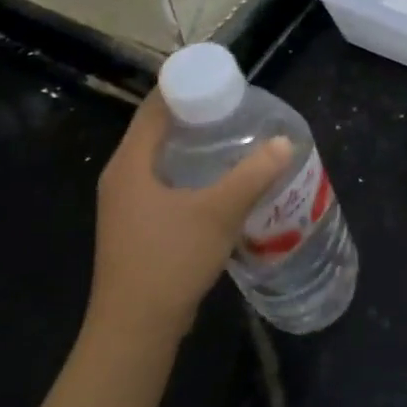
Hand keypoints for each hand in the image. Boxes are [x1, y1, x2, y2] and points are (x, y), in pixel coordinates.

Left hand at [91, 93, 290, 339]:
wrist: (135, 329)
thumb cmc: (169, 260)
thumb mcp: (218, 213)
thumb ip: (253, 175)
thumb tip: (284, 142)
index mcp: (130, 164)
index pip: (154, 107)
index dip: (184, 85)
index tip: (222, 76)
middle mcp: (122, 177)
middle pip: (158, 130)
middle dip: (197, 113)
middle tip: (238, 106)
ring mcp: (127, 204)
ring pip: (163, 159)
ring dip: (195, 144)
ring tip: (237, 136)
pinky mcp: (138, 226)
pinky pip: (165, 182)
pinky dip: (192, 171)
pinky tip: (223, 180)